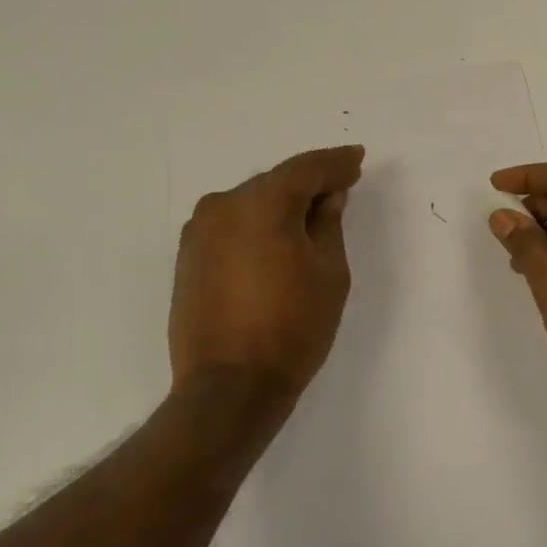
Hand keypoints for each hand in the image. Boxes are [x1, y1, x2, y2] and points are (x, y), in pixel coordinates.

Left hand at [170, 146, 364, 400]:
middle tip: (340, 187)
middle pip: (276, 183)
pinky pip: (232, 226)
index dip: (336, 163)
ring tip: (310, 215)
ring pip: (251, 203)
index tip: (357, 159)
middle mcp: (223, 205)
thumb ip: (329, 224)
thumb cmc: (293, 327)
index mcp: (262, 203)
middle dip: (309, 183)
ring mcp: (199, 231)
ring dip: (280, 205)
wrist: (229, 387)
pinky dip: (256, 225)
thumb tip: (327, 198)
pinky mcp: (188, 257)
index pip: (306, 169)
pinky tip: (275, 239)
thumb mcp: (329, 272)